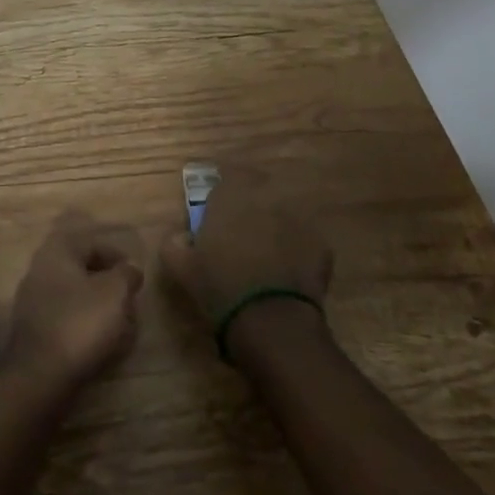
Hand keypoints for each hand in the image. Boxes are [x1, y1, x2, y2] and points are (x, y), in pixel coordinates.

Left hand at [3, 211, 144, 391]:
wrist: (39, 375)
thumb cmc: (80, 323)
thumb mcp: (114, 293)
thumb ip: (126, 274)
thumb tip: (131, 268)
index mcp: (58, 250)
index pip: (94, 243)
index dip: (119, 258)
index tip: (137, 278)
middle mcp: (41, 268)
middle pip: (83, 269)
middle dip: (109, 285)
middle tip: (130, 303)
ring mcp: (33, 299)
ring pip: (75, 295)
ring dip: (98, 307)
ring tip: (121, 326)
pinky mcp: (33, 329)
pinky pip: (65, 317)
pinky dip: (84, 324)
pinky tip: (100, 342)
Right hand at [160, 165, 332, 347]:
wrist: (271, 320)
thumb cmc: (219, 286)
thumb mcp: (181, 267)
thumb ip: (174, 243)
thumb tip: (179, 236)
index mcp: (230, 194)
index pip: (227, 174)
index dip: (224, 191)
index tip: (218, 209)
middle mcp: (265, 196)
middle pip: (259, 189)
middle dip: (251, 204)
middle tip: (242, 230)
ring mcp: (297, 218)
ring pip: (283, 214)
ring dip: (275, 226)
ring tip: (267, 253)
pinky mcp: (320, 244)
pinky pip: (305, 241)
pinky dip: (297, 251)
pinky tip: (288, 273)